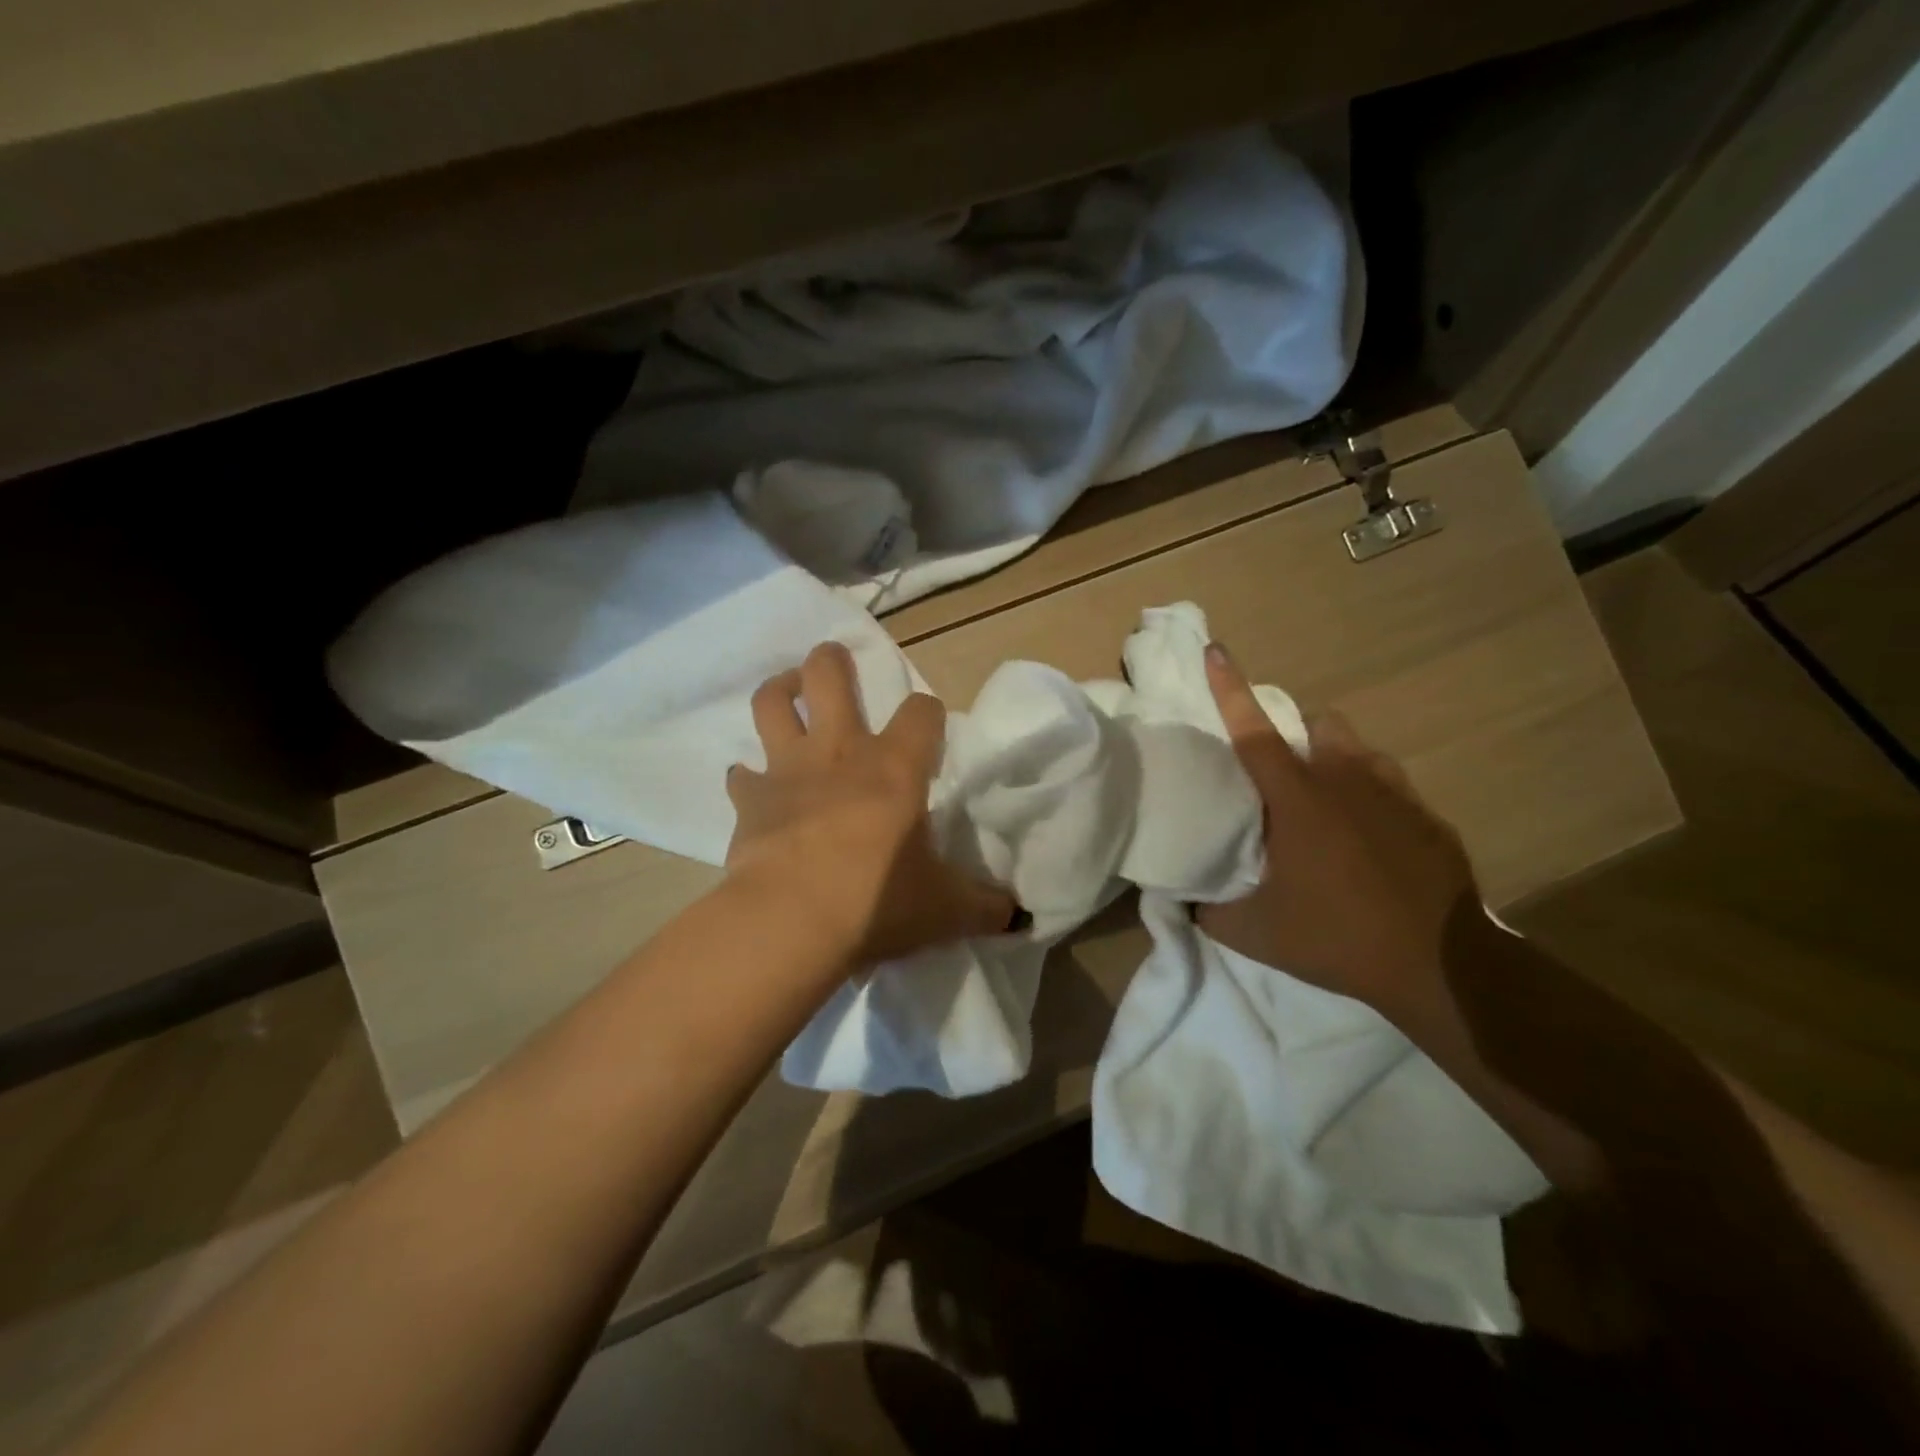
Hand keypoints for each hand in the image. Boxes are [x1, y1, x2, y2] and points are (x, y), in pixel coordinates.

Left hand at [726, 642, 1014, 966]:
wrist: (791, 921)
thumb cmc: (877, 902)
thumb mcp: (945, 908)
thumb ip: (984, 906)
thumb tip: (1017, 916)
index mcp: (895, 767)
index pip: (921, 712)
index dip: (928, 713)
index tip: (929, 729)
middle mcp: (839, 752)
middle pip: (828, 675)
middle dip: (832, 661)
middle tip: (837, 665)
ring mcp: (788, 770)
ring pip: (772, 703)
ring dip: (780, 690)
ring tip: (789, 693)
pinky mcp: (749, 800)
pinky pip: (741, 775)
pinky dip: (747, 777)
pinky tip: (754, 786)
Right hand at [1195, 642, 1476, 1016]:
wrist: (1440, 965)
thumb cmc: (1336, 936)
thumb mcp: (1253, 932)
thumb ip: (1209, 908)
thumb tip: (1186, 899)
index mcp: (1297, 798)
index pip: (1253, 732)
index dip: (1229, 689)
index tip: (1216, 650)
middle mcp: (1346, 781)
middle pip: (1318, 724)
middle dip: (1296, 733)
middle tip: (1280, 775)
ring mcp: (1395, 796)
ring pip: (1360, 751)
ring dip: (1336, 761)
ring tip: (1326, 805)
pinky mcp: (1429, 819)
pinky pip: (1392, 788)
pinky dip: (1372, 800)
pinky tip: (1370, 843)